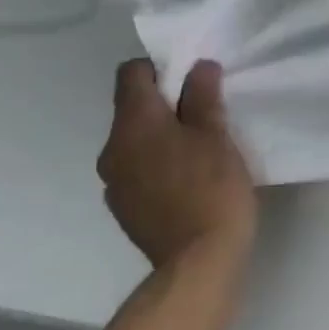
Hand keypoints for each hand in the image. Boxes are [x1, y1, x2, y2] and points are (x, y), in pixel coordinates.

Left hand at [97, 58, 257, 276]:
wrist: (198, 262)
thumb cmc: (212, 189)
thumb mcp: (216, 135)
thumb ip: (203, 96)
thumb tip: (199, 67)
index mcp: (134, 124)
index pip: (131, 74)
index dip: (160, 68)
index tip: (192, 80)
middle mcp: (112, 148)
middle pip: (132, 108)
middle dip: (164, 103)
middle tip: (204, 113)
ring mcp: (113, 182)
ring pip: (134, 140)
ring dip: (160, 135)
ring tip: (198, 149)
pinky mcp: (123, 208)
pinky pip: (136, 169)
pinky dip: (156, 164)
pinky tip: (187, 180)